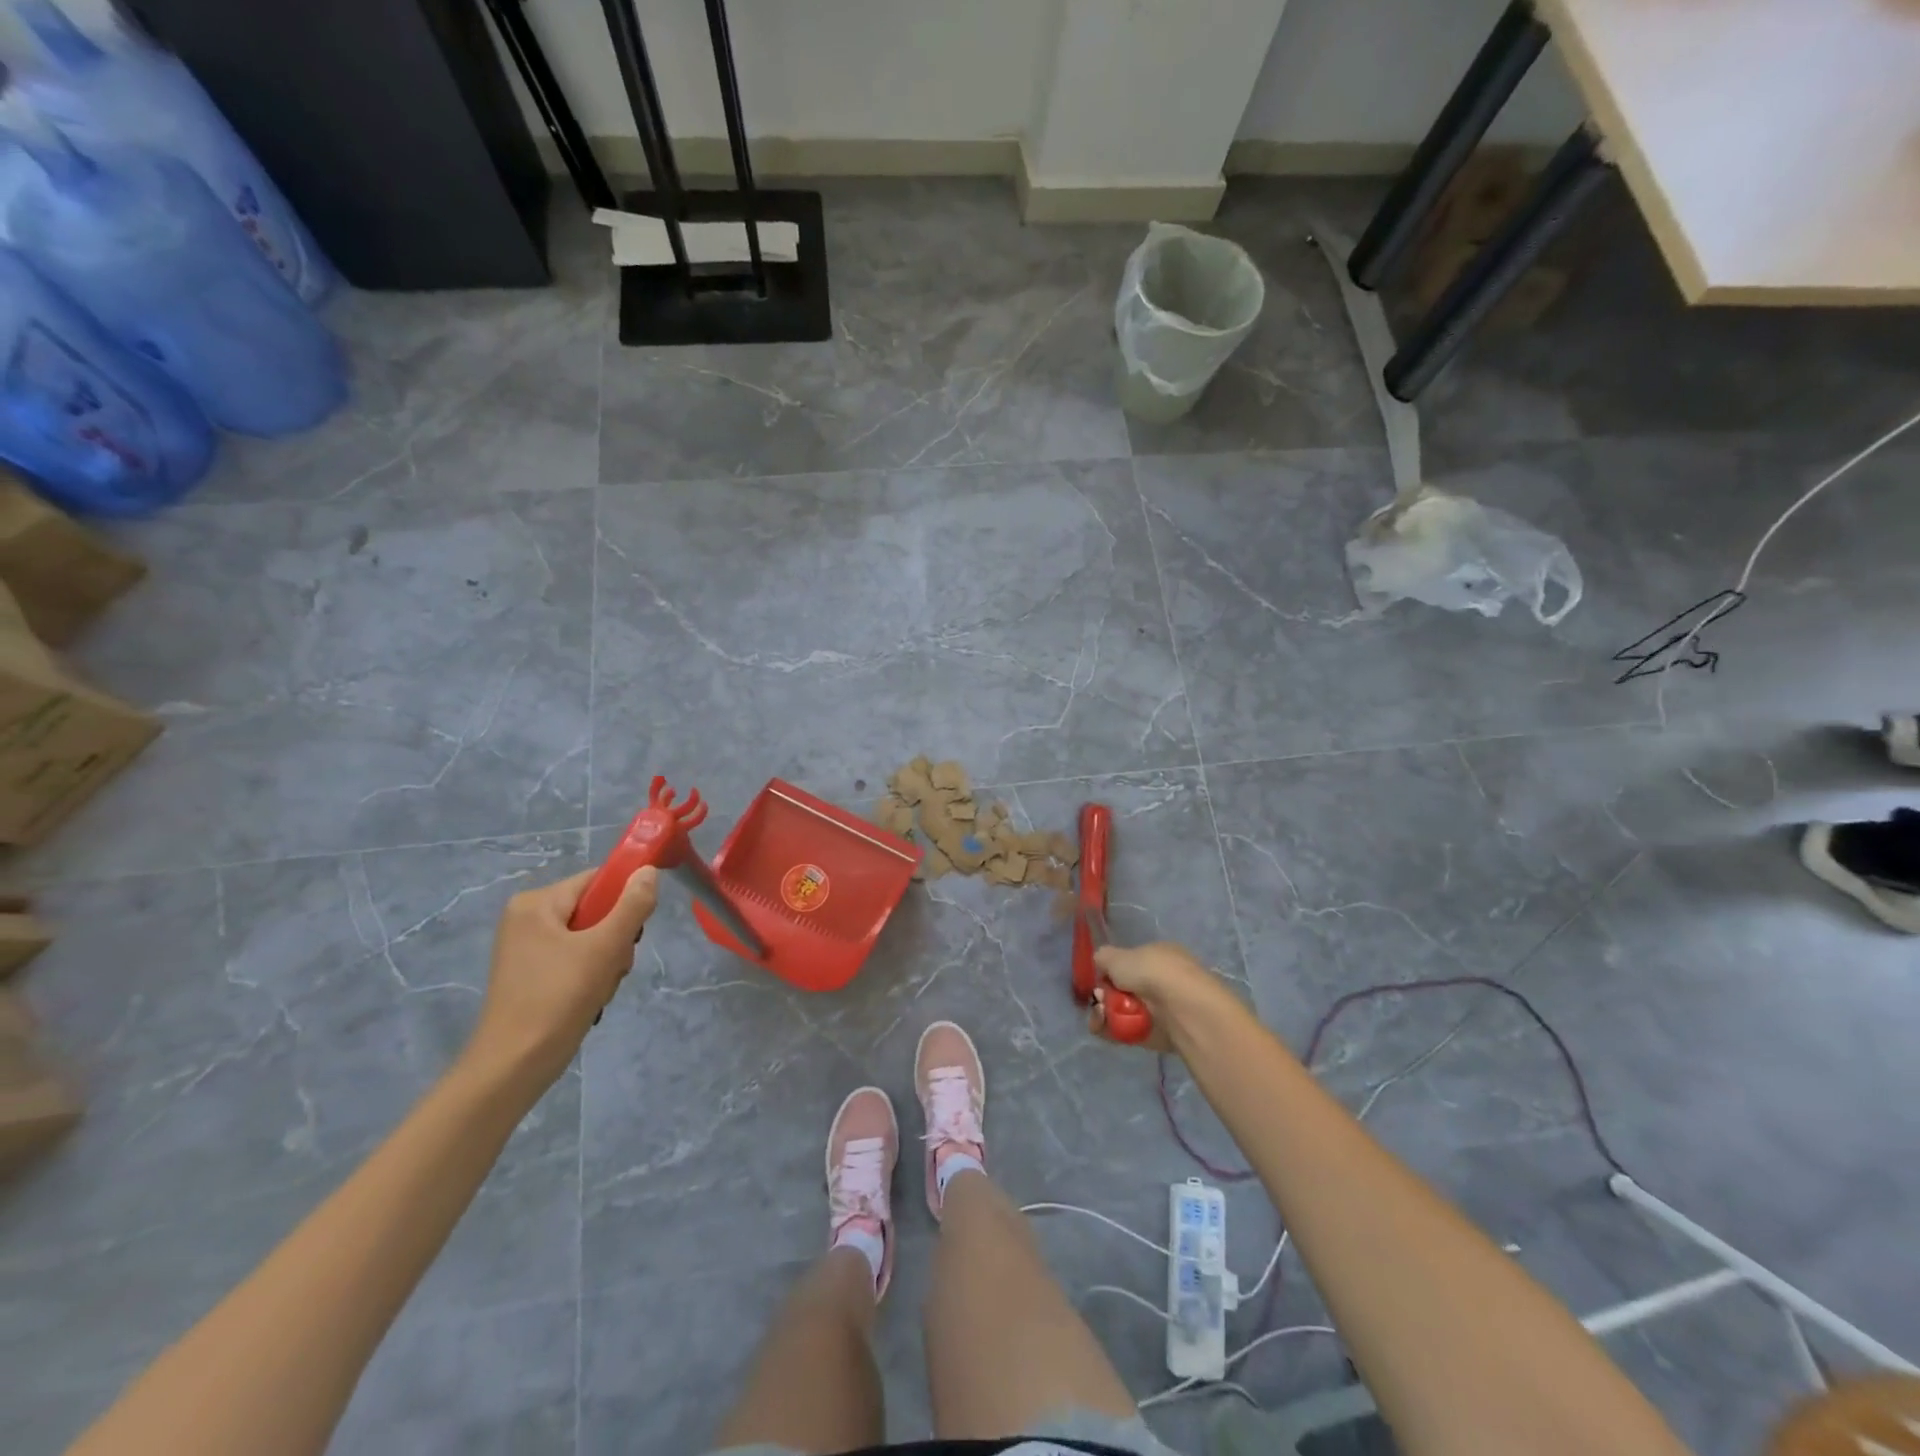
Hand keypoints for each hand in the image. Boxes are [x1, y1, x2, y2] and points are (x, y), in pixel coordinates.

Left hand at [462, 866, 658, 1092]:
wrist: (513, 1068)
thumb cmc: (558, 999)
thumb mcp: (605, 948)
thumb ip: (632, 905)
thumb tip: (649, 870)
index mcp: (536, 903)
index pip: (597, 881)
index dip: (625, 901)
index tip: (634, 933)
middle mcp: (526, 918)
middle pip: (596, 910)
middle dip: (615, 939)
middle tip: (613, 967)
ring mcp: (526, 947)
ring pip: (590, 937)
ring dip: (606, 961)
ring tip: (599, 989)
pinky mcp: (531, 973)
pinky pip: (575, 958)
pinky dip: (590, 976)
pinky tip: (589, 999)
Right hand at [1088, 941, 1232, 1052]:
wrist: (1182, 1009)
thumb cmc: (1153, 972)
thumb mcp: (1118, 955)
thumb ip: (1103, 957)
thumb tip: (1099, 962)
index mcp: (1159, 955)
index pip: (1130, 962)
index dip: (1111, 971)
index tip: (1099, 980)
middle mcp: (1163, 980)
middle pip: (1124, 989)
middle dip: (1106, 996)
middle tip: (1100, 1000)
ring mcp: (1163, 1008)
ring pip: (1124, 1011)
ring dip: (1106, 1014)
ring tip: (1100, 1016)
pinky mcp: (1160, 1035)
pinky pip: (1129, 1031)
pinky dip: (1114, 1031)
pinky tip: (1104, 1028)